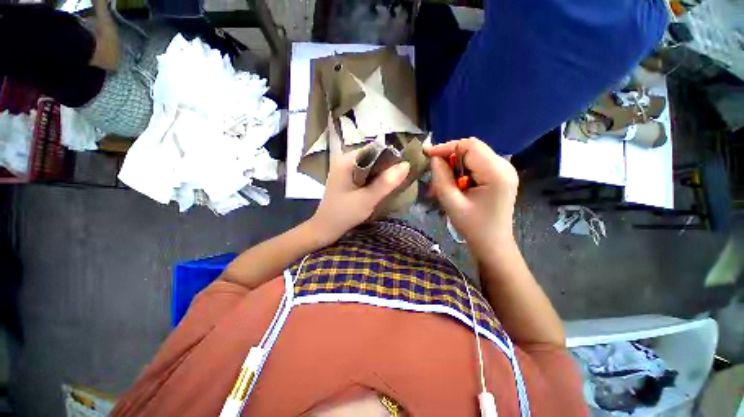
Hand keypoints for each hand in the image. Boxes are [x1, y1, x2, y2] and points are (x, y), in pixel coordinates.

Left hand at [309, 150, 409, 243]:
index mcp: (346, 160)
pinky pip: (365, 174)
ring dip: (381, 175)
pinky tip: (380, 189)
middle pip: (372, 157)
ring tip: (391, 185)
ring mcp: (345, 169)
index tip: (401, 172)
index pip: (374, 150)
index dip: (390, 159)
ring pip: (370, 166)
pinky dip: (374, 180)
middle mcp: (345, 160)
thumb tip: (406, 165)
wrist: (325, 229)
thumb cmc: (343, 214)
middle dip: (386, 168)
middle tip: (398, 181)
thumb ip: (385, 183)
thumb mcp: (367, 199)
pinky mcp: (347, 178)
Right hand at [425, 137, 518, 251]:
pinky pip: (476, 165)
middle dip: (449, 158)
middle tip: (433, 173)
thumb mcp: (451, 203)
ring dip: (454, 167)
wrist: (492, 244)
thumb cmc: (472, 227)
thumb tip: (434, 158)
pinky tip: (454, 185)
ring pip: (472, 156)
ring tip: (441, 183)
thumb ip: (441, 178)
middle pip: (472, 149)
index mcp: (496, 173)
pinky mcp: (499, 176)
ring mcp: (504, 170)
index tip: (427, 154)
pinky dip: (461, 172)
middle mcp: (504, 166)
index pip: (470, 146)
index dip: (446, 147)